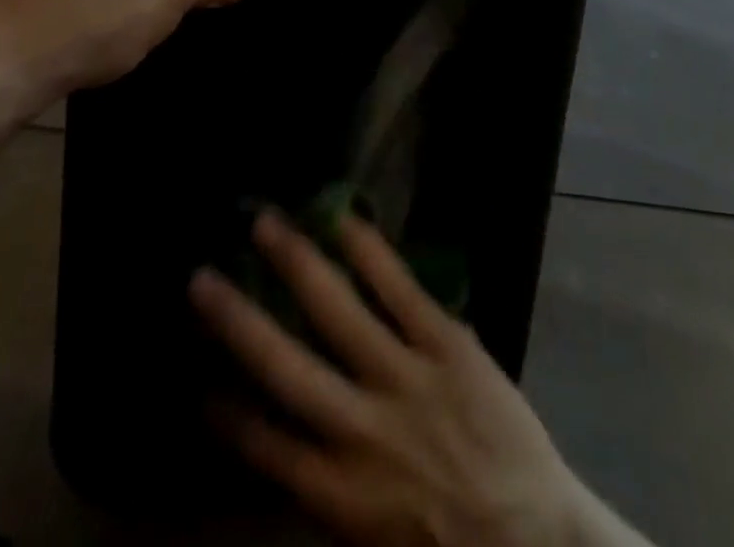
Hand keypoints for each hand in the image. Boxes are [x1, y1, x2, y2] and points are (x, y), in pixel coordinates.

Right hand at [191, 211, 642, 546]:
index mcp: (338, 493)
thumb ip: (327, 486)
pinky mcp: (447, 346)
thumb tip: (285, 441)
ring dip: (296, 264)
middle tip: (201, 276)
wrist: (538, 541)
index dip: (225, 409)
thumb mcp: (372, 539)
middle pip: (285, 367)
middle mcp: (360, 431)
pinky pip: (400, 290)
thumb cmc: (448, 542)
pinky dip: (369, 252)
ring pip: (338, 312)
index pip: (264, 444)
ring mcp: (405, 380)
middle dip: (237, 320)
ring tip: (264, 223)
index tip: (195, 378)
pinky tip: (342, 218)